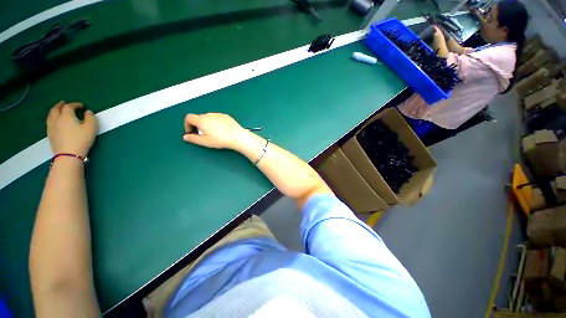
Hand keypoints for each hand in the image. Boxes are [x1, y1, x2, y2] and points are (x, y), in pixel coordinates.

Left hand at [47, 101, 97, 156]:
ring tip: (57, 110)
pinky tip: (54, 121)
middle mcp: (57, 119)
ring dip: (54, 111)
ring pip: (51, 115)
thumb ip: (91, 118)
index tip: (81, 106)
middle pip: (56, 109)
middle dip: (61, 105)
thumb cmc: (81, 140)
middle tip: (64, 103)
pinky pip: (49, 122)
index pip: (69, 106)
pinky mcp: (50, 134)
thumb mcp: (91, 128)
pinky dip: (52, 118)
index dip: (75, 104)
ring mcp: (51, 127)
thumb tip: (88, 112)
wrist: (68, 155)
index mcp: (66, 115)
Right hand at [183, 113, 245, 149]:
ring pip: (208, 117)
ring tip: (212, 133)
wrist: (236, 136)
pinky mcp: (226, 116)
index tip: (191, 132)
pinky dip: (215, 122)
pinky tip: (220, 130)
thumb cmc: (222, 139)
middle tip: (201, 134)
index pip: (188, 118)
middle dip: (197, 125)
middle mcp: (209, 115)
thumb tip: (186, 137)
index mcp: (201, 120)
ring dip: (207, 123)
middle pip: (198, 117)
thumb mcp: (205, 142)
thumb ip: (193, 139)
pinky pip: (217, 118)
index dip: (187, 125)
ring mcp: (218, 115)